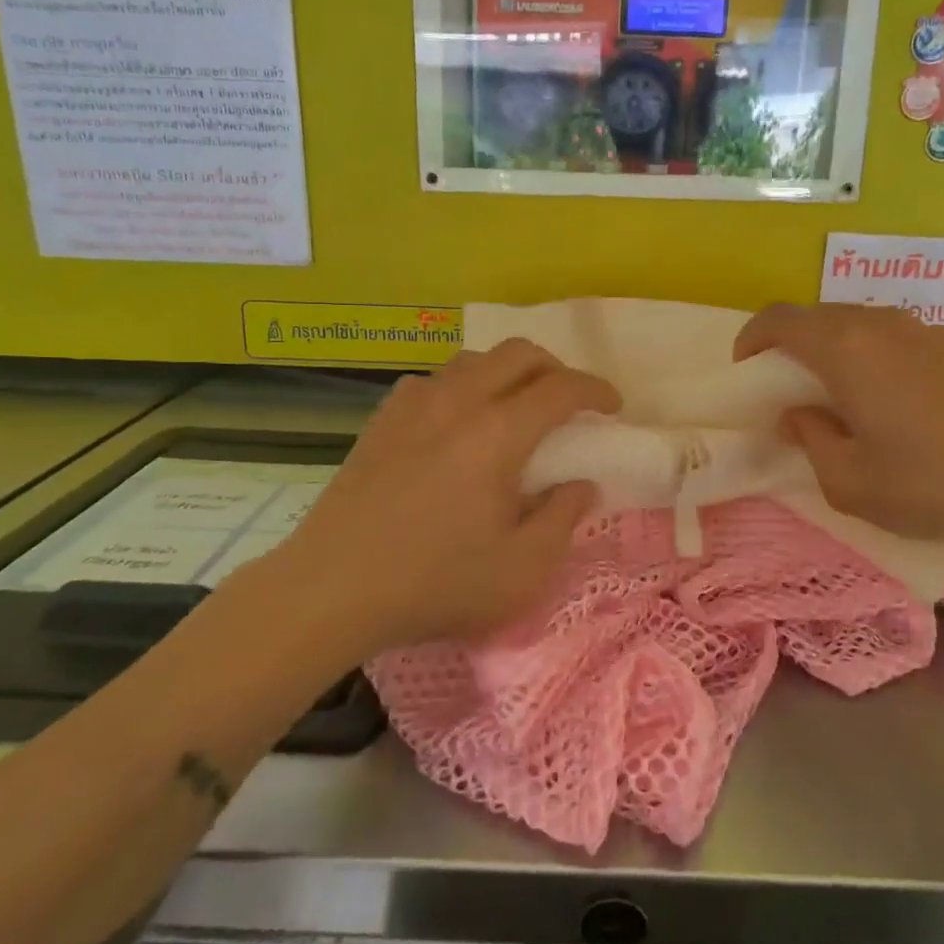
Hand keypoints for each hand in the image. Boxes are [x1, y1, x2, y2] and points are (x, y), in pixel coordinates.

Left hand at [279, 340, 619, 651]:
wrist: (331, 588)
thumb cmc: (434, 583)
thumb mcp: (521, 569)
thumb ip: (562, 518)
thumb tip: (581, 484)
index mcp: (498, 433)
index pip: (561, 388)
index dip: (595, 390)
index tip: (613, 407)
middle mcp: (458, 402)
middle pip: (518, 354)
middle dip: (555, 368)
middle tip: (568, 402)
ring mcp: (413, 405)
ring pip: (474, 360)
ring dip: (507, 373)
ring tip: (515, 409)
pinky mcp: (382, 420)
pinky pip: (434, 381)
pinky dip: (462, 387)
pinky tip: (456, 422)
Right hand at [735, 303, 943, 544]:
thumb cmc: (929, 481)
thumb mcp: (848, 481)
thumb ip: (810, 440)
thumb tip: (799, 415)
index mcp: (844, 348)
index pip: (779, 319)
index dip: (752, 338)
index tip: (747, 372)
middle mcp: (880, 324)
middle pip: (817, 317)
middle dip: (791, 346)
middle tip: (788, 391)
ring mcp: (923, 330)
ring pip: (858, 325)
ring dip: (833, 351)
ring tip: (840, 397)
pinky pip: (894, 338)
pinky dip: (872, 356)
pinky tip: (892, 401)